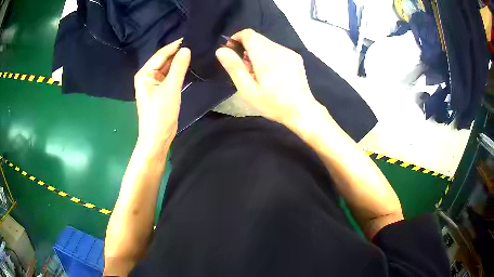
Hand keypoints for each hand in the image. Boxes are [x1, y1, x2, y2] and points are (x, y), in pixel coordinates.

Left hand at [134, 39, 189, 153]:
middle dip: (177, 53)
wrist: (158, 138)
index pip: (161, 55)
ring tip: (194, 52)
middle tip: (195, 44)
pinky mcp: (161, 91)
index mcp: (144, 74)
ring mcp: (154, 84)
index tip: (189, 37)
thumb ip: (178, 68)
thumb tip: (186, 49)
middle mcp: (147, 77)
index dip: (174, 46)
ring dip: (178, 62)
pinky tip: (188, 66)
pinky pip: (169, 77)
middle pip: (163, 61)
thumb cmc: (160, 113)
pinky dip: (178, 72)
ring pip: (167, 69)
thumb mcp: (170, 88)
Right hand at [216, 29, 323, 126]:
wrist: (302, 111)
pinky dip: (268, 56)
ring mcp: (289, 52)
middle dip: (246, 48)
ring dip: (257, 52)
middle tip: (244, 68)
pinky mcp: (296, 57)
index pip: (248, 34)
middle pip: (257, 38)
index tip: (231, 51)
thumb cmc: (273, 103)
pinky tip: (271, 73)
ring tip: (257, 73)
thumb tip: (220, 50)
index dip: (236, 38)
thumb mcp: (248, 90)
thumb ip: (234, 67)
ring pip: (267, 44)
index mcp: (266, 55)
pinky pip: (277, 50)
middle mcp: (279, 49)